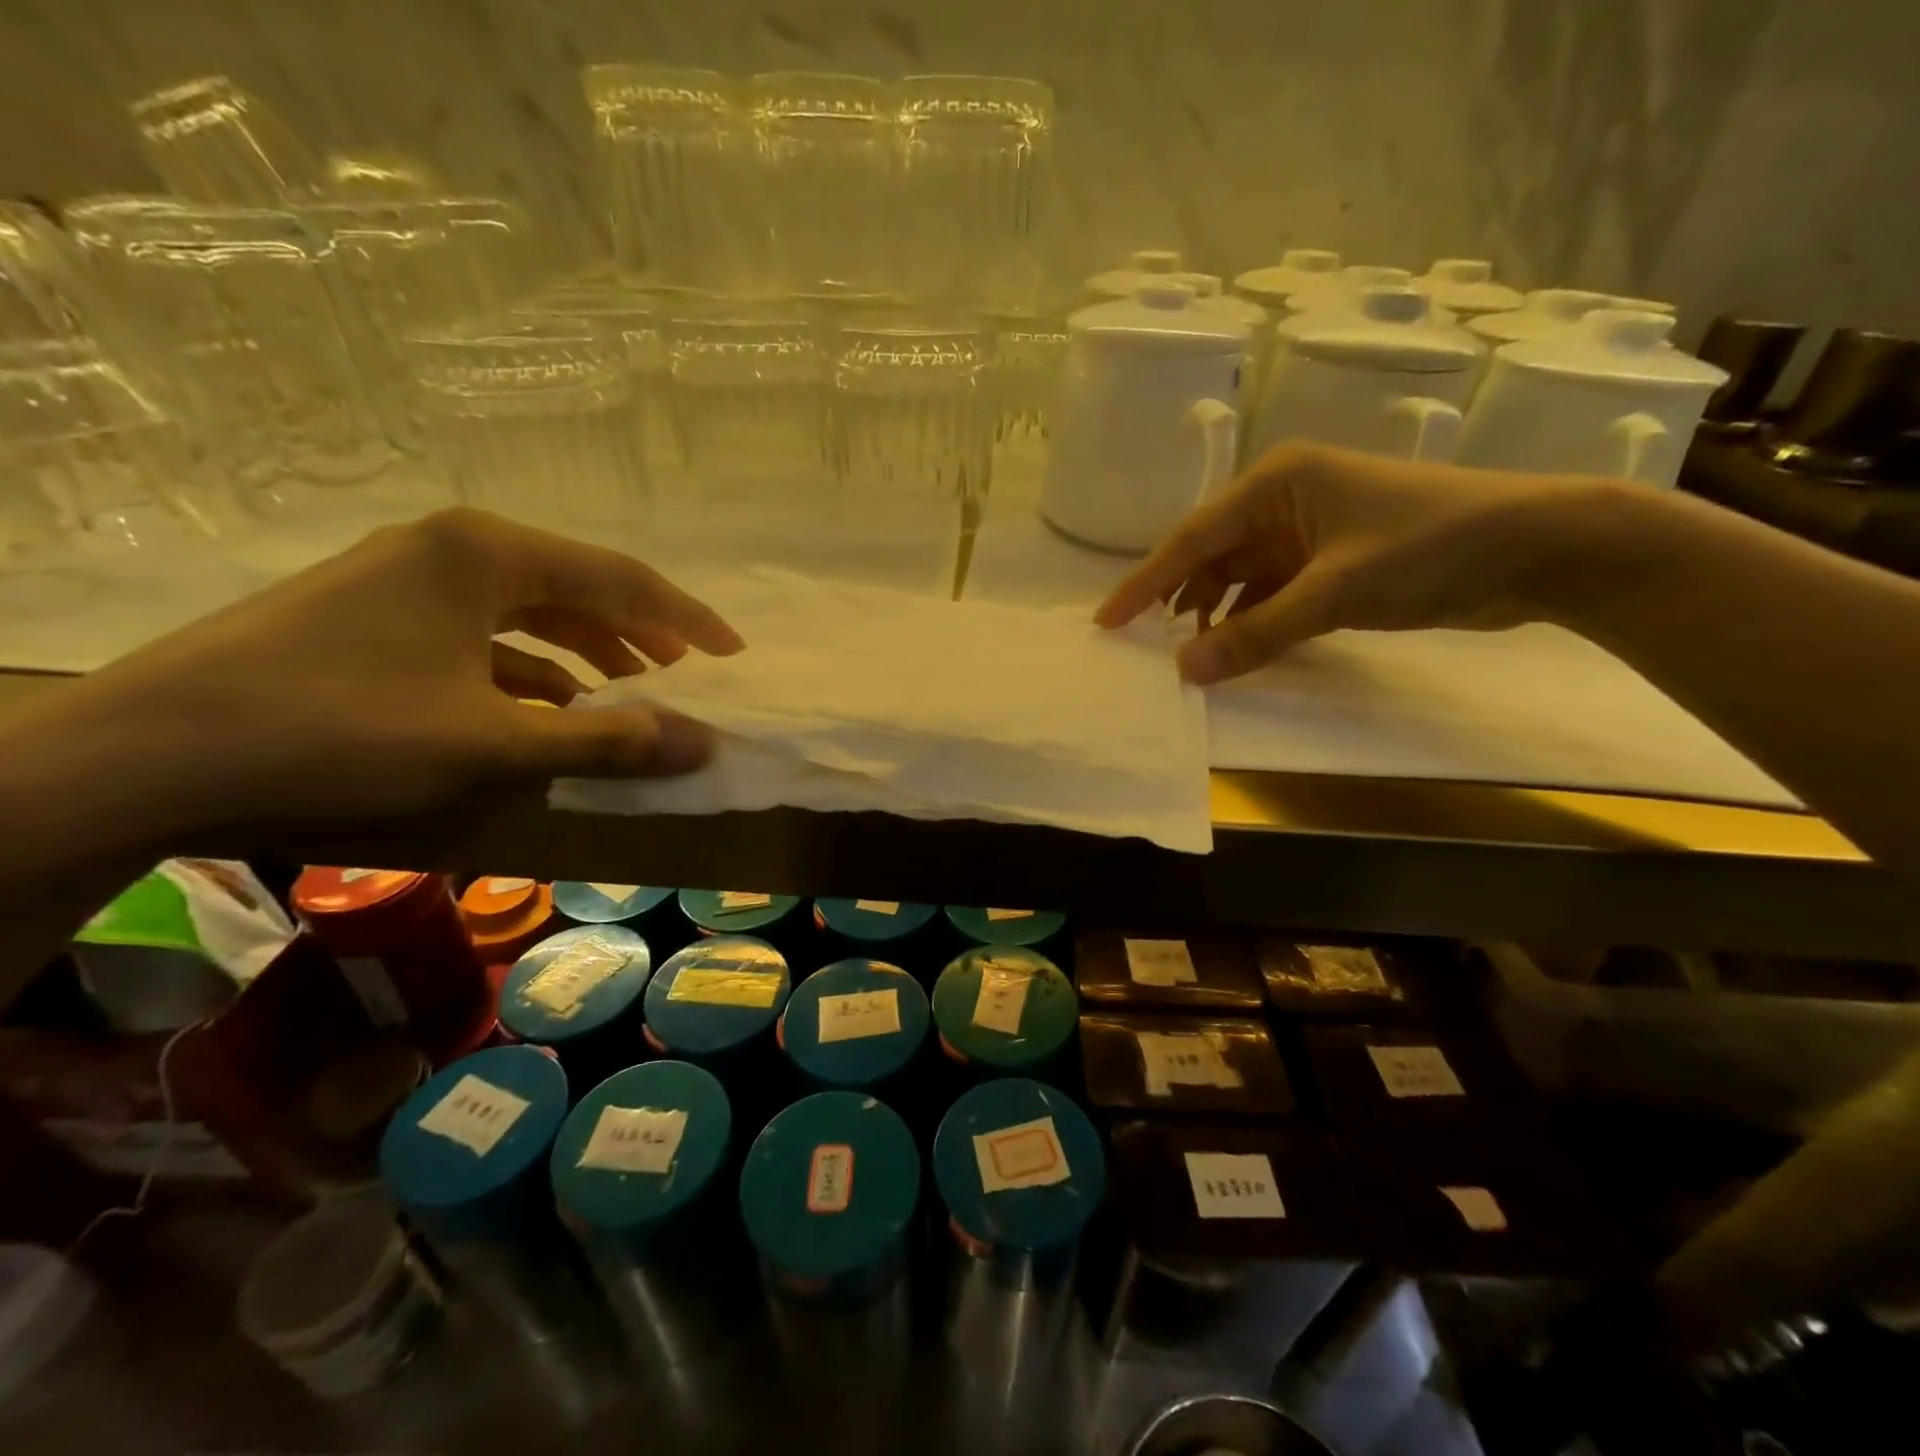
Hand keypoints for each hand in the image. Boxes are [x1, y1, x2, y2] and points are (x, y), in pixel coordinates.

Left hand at [40, 508, 743, 840]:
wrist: (150, 750)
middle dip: (641, 631)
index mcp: (490, 552)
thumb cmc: (343, 728)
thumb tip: (705, 745)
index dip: (685, 619)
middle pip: (579, 585)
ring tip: (634, 689)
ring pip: (533, 608)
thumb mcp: (493, 742)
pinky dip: (533, 666)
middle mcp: (456, 546)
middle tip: (691, 671)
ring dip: (590, 650)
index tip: (733, 653)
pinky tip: (555, 704)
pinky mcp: (384, 612)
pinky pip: (489, 631)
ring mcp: (413, 576)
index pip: (620, 577)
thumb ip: (607, 741)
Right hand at [1095, 441, 1641, 683]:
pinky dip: (1252, 621)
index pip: (1191, 538)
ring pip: (1239, 579)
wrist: (1540, 547)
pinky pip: (1271, 594)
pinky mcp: (1331, 561)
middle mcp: (1283, 500)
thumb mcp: (1336, 591)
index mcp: (1275, 482)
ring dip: (1215, 616)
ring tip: (1188, 657)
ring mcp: (1308, 532)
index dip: (1144, 583)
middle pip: (1210, 557)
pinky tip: (1237, 649)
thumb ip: (1257, 633)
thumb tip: (1184, 673)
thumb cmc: (1432, 547)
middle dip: (1177, 601)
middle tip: (1140, 646)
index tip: (1106, 621)